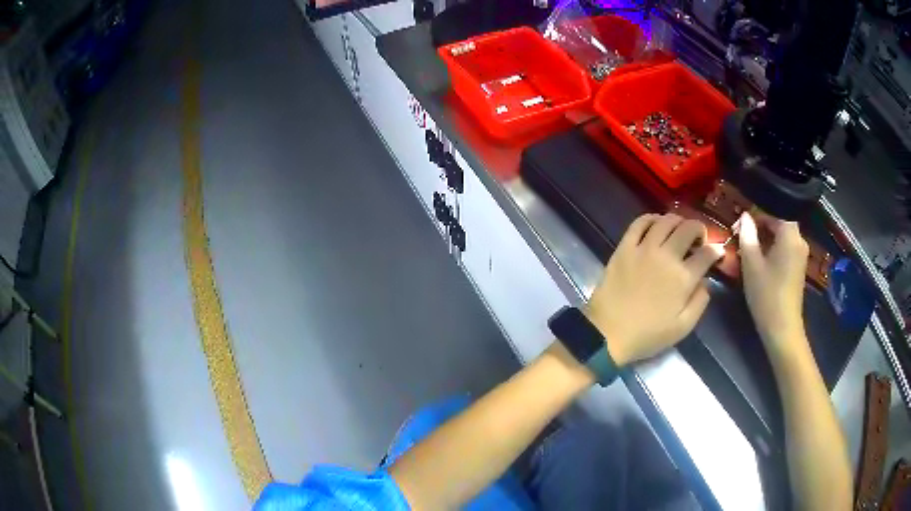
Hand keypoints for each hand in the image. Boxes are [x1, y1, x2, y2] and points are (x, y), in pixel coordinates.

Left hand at [587, 214, 724, 365]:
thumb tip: (705, 281)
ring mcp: (644, 248)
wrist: (607, 334)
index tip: (717, 252)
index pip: (706, 254)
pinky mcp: (624, 247)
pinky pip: (639, 223)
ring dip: (678, 221)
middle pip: (688, 229)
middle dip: (699, 230)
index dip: (716, 250)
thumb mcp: (683, 327)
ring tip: (680, 230)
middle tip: (699, 239)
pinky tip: (656, 224)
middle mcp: (666, 256)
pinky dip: (651, 218)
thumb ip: (700, 302)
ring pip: (666, 221)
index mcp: (683, 278)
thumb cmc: (647, 335)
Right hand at [737, 211, 809, 358]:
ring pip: (782, 235)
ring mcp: (801, 254)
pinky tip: (761, 260)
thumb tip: (744, 216)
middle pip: (779, 221)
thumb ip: (747, 235)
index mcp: (790, 235)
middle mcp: (799, 240)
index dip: (756, 213)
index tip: (739, 224)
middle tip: (741, 235)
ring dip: (766, 237)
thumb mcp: (751, 264)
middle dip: (760, 225)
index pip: (774, 210)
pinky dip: (773, 248)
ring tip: (748, 247)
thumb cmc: (767, 295)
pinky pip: (785, 247)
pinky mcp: (799, 267)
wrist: (782, 329)